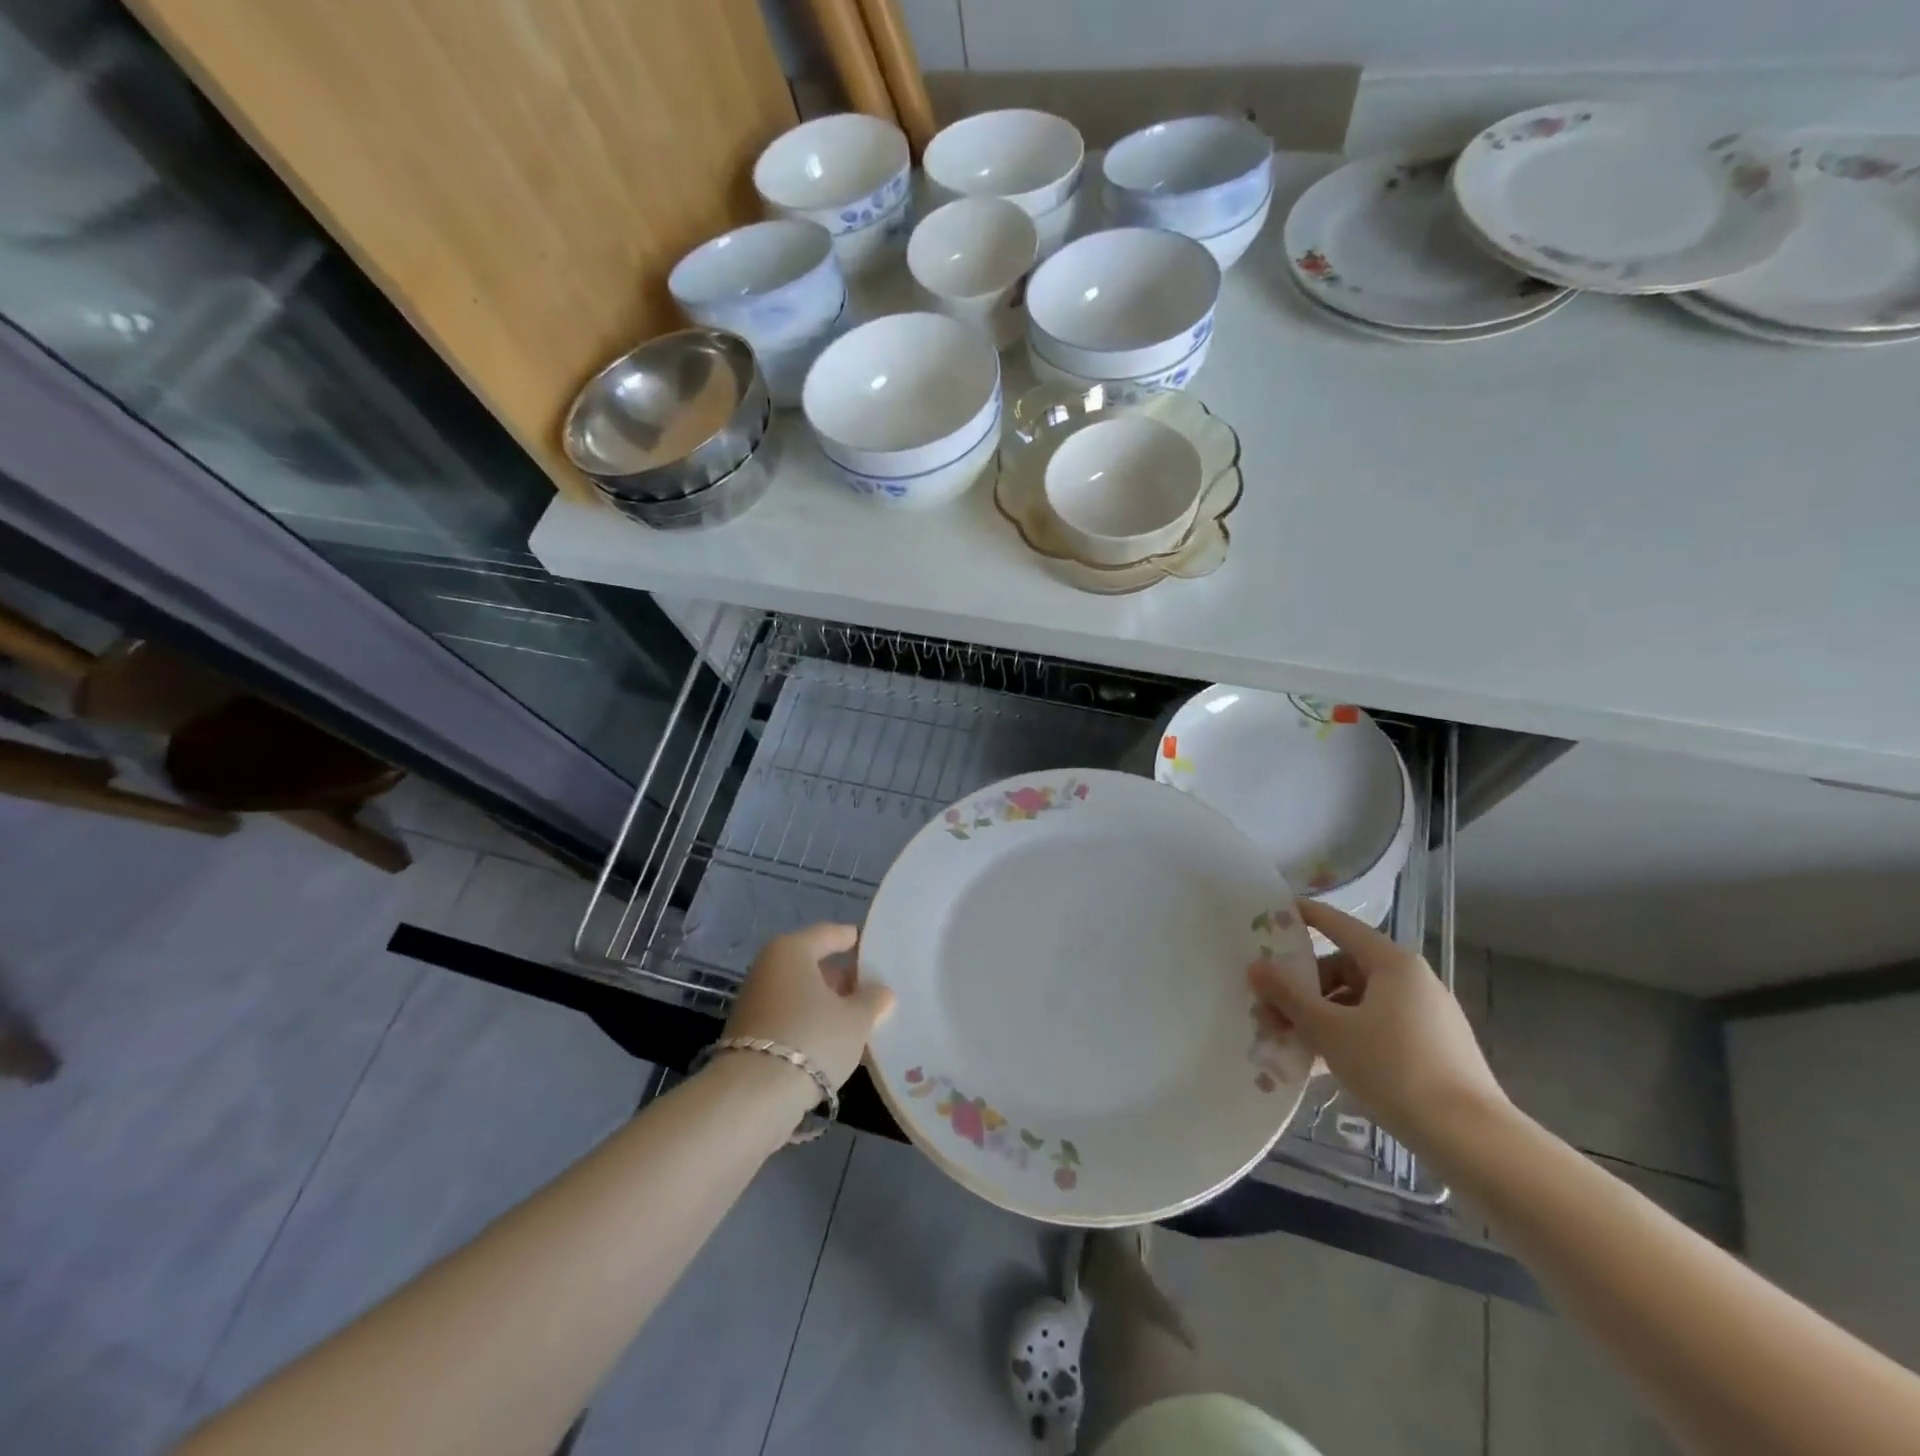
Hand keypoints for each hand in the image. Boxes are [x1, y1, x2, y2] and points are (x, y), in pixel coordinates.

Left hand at [722, 923, 894, 1091]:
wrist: (754, 1096)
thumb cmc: (813, 1038)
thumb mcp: (856, 1019)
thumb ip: (873, 1000)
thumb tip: (881, 992)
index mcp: (793, 950)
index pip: (829, 934)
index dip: (853, 941)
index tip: (873, 950)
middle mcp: (768, 967)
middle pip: (812, 964)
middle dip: (841, 978)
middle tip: (870, 993)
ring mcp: (754, 1000)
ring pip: (799, 993)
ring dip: (825, 1004)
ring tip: (855, 1021)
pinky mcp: (747, 1032)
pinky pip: (788, 1016)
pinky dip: (808, 1022)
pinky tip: (829, 1041)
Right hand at [1248, 899, 1509, 1154]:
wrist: (1471, 1139)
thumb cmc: (1394, 1069)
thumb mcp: (1329, 1030)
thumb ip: (1288, 995)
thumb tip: (1256, 966)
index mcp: (1392, 963)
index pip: (1339, 925)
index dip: (1304, 916)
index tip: (1272, 913)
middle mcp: (1412, 980)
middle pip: (1344, 968)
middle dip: (1303, 987)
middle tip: (1271, 1009)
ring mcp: (1426, 1015)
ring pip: (1359, 1002)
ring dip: (1320, 1016)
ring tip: (1289, 1042)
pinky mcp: (1433, 1048)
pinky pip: (1377, 1027)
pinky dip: (1346, 1036)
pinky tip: (1320, 1063)